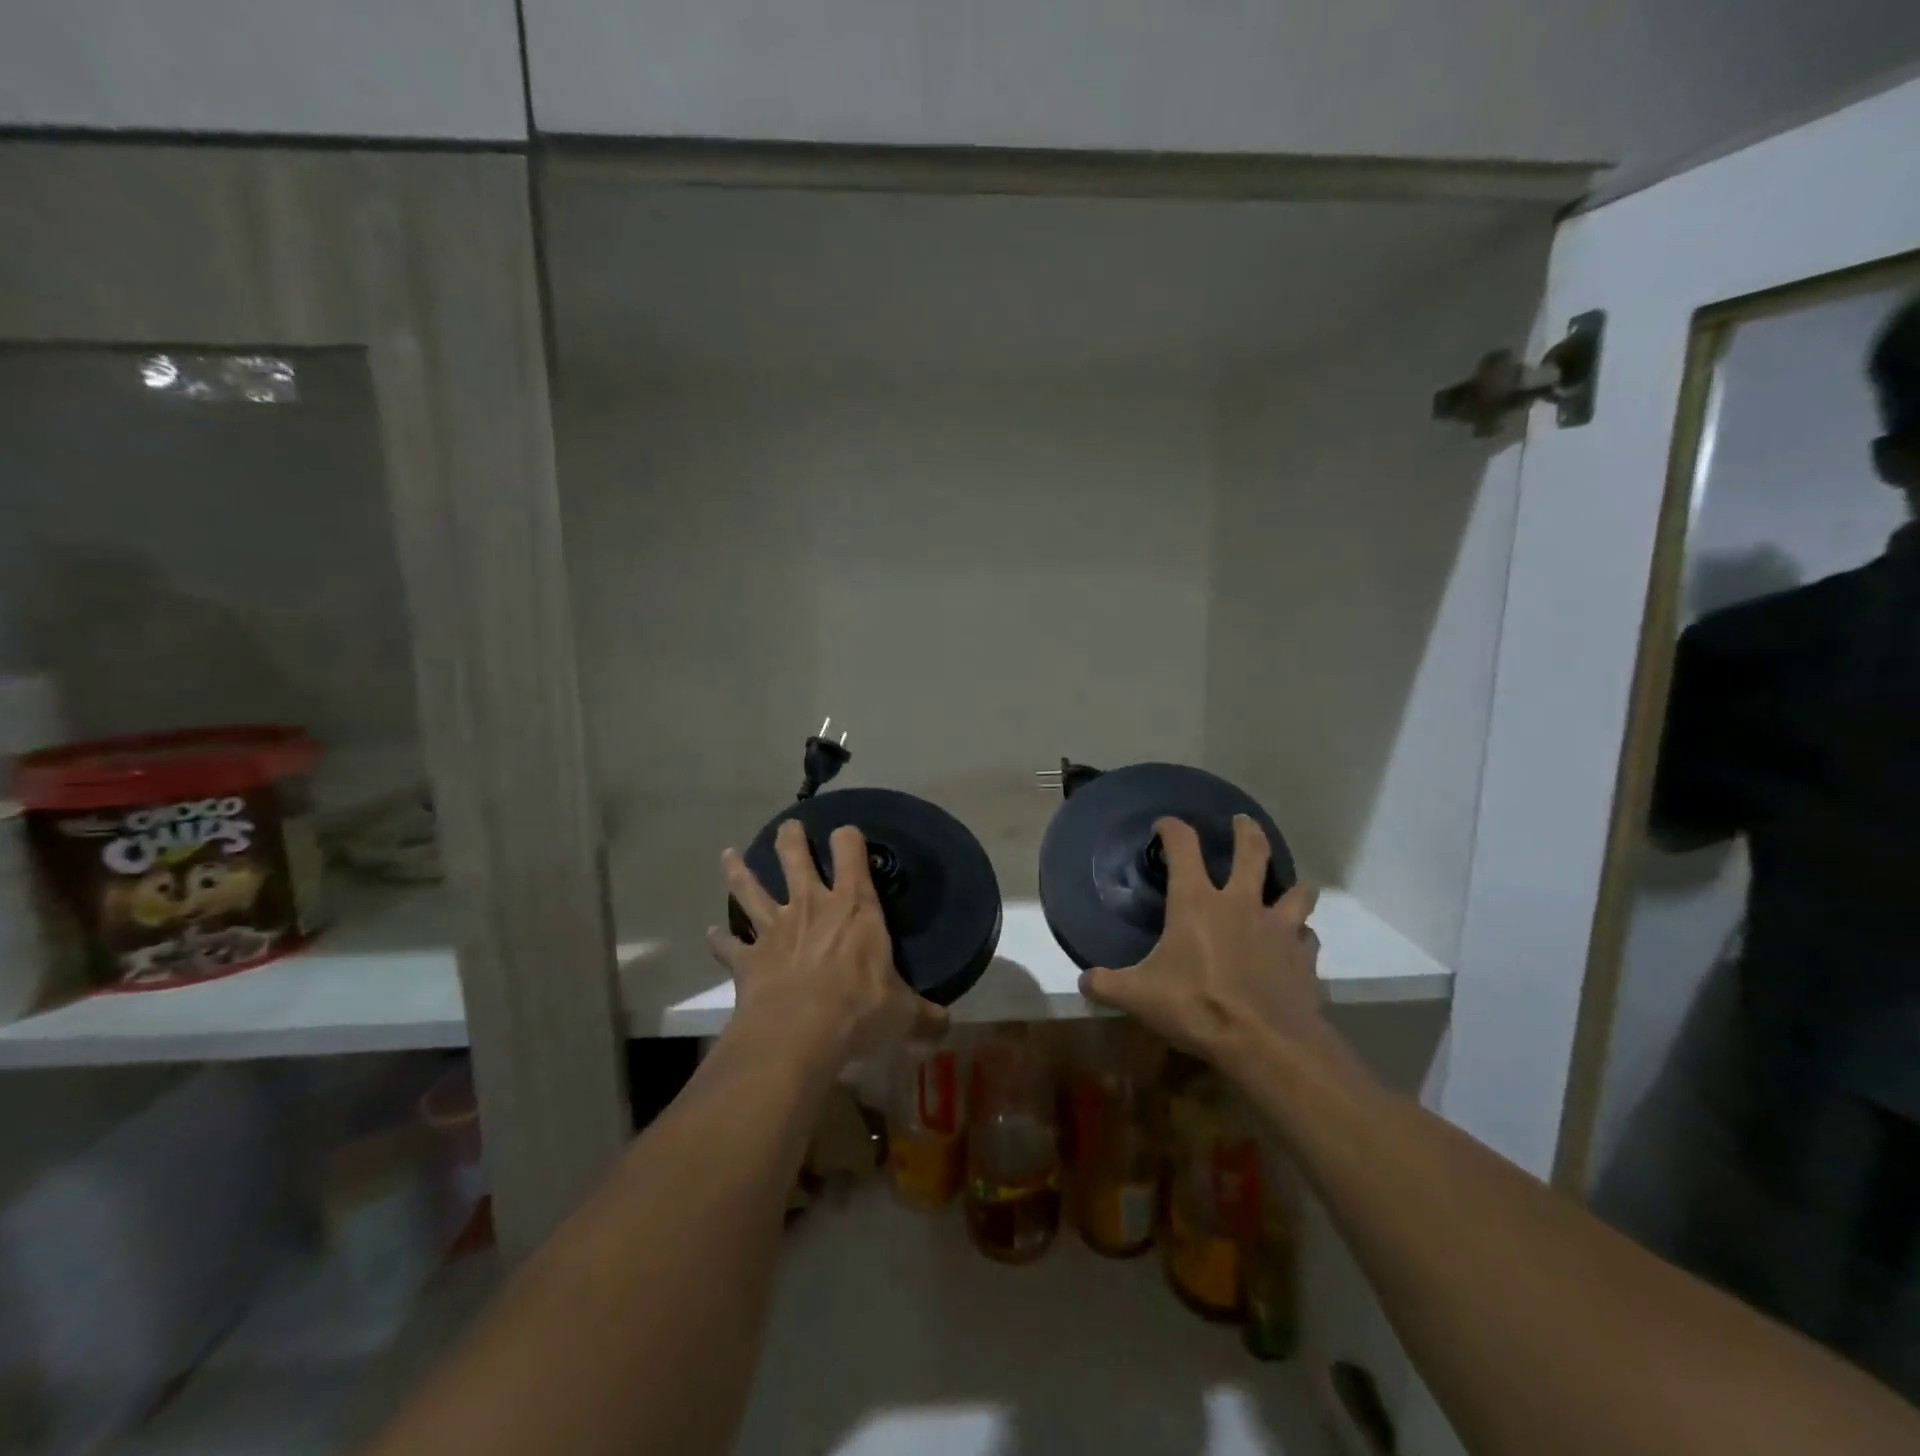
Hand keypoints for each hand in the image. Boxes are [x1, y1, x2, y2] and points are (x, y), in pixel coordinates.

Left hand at [709, 820, 947, 1063]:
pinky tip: (711, 933)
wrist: (798, 1033)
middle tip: (788, 827)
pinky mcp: (747, 960)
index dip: (848, 838)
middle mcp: (811, 906)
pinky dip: (719, 939)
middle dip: (791, 838)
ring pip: (751, 889)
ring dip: (739, 871)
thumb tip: (946, 1027)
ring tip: (729, 855)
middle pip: (795, 858)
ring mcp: (774, 930)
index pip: (851, 853)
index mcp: (854, 907)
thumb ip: (926, 1017)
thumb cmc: (859, 1010)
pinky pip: (729, 945)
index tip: (846, 833)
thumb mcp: (904, 1015)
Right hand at [1078, 815, 1330, 1075]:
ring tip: (1288, 886)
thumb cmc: (1197, 1007)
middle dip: (1247, 831)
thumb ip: (1107, 985)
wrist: (1266, 1044)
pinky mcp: (1303, 956)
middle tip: (1242, 822)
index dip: (1173, 828)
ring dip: (1292, 884)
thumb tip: (1083, 981)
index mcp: (1197, 902)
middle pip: (1252, 851)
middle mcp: (1241, 903)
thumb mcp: (1138, 997)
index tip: (1165, 825)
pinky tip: (1294, 944)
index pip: (1183, 846)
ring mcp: (1278, 928)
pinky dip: (1300, 935)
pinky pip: (1306, 936)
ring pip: (1296, 890)